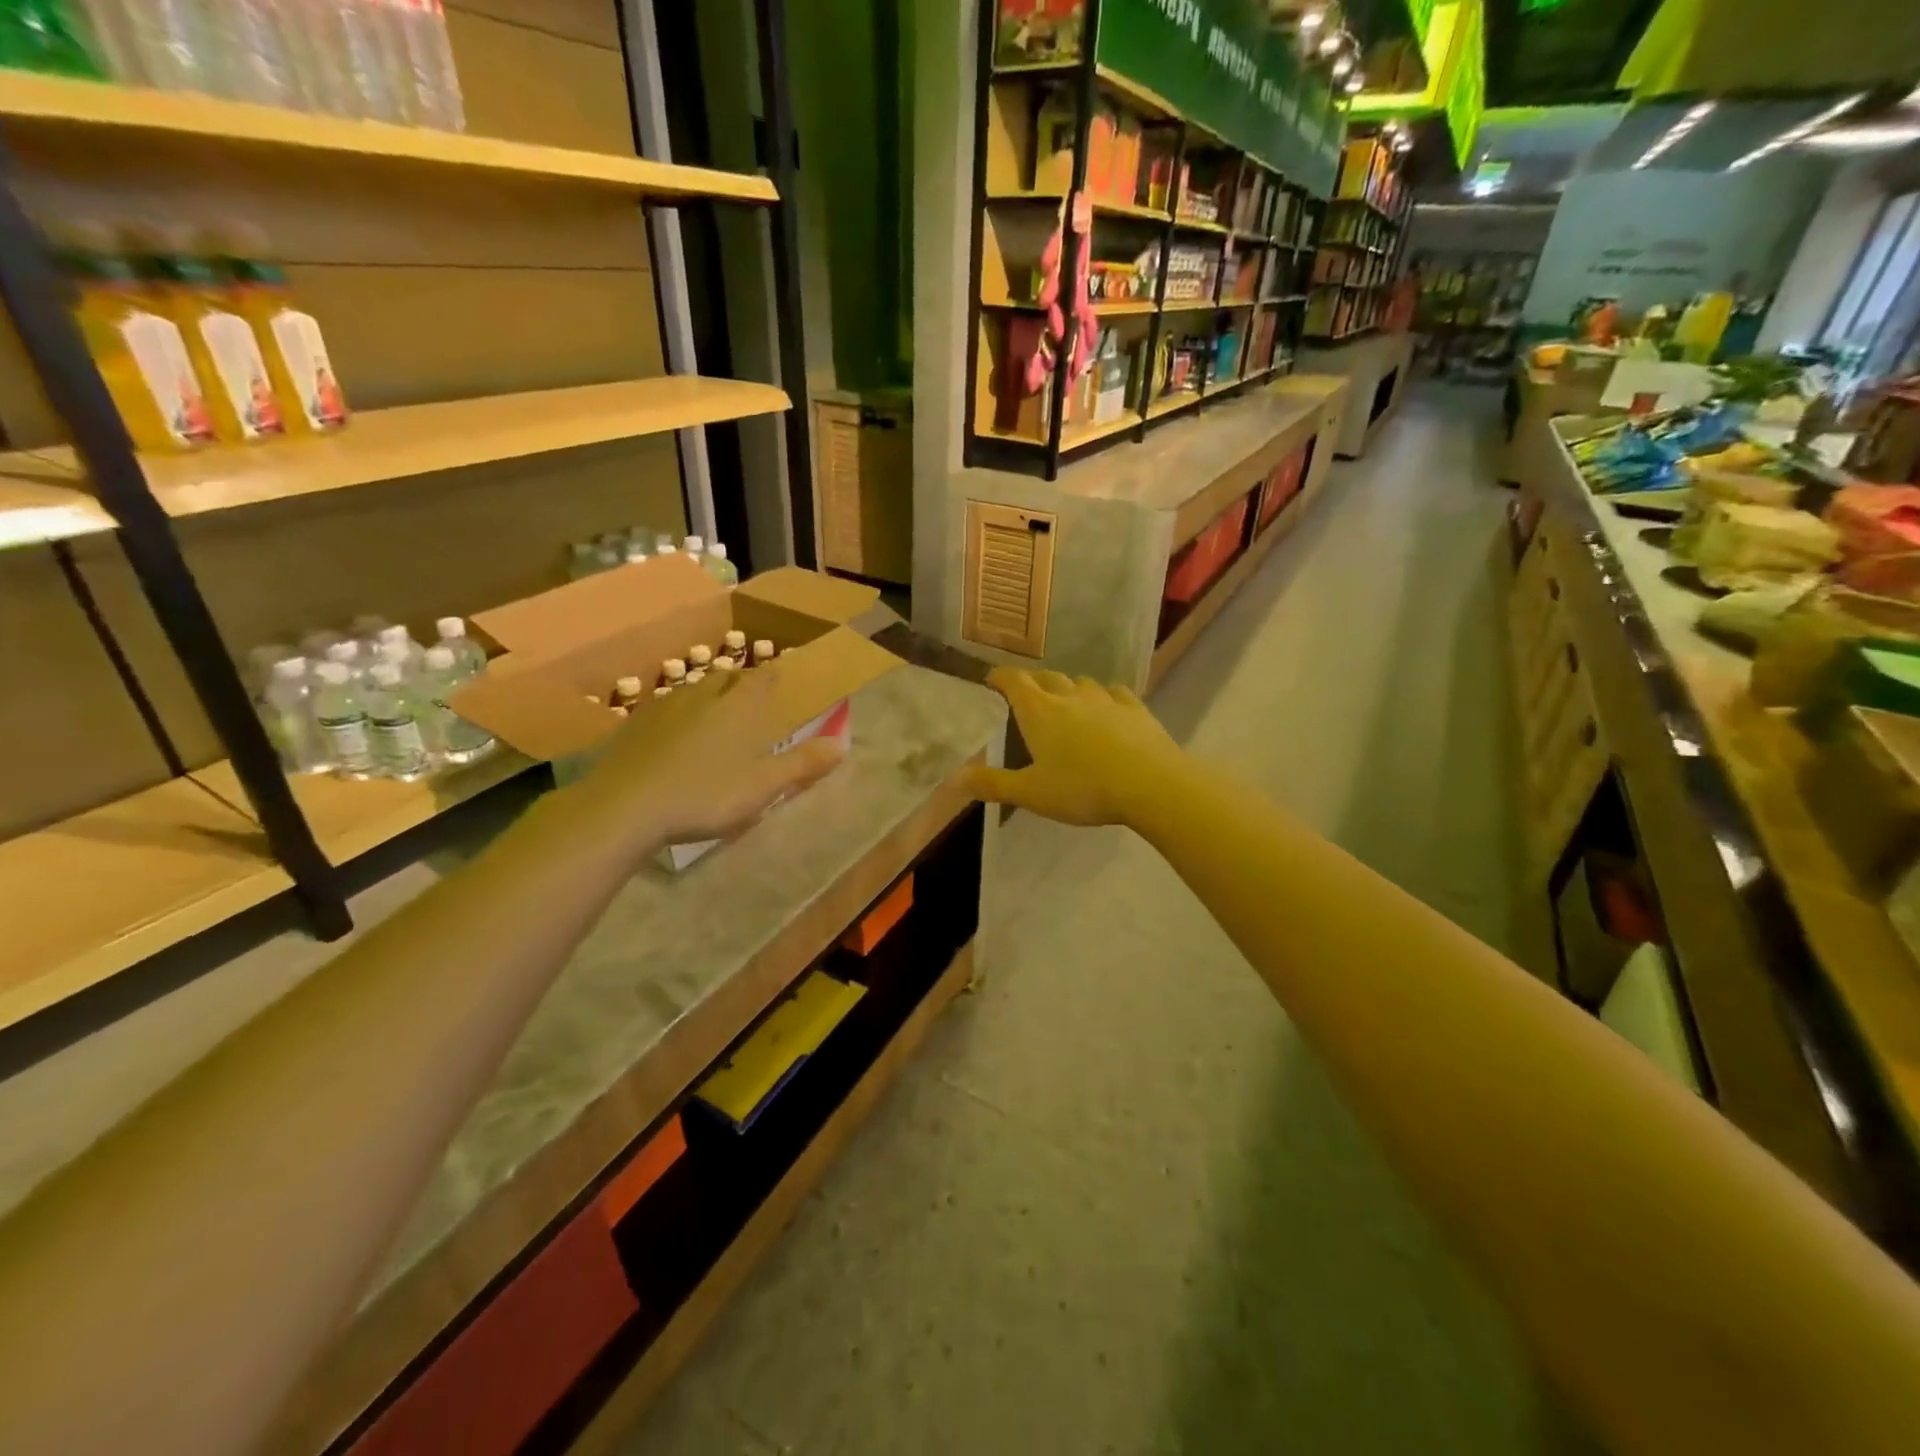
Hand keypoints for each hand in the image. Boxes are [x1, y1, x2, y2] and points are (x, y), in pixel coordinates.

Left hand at [586, 669, 845, 846]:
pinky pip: (665, 710)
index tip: (780, 678)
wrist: (625, 806)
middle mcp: (704, 696)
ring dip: (708, 697)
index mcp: (739, 706)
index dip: (774, 676)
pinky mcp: (634, 726)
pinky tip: (675, 737)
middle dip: (741, 684)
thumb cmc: (706, 794)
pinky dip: (678, 717)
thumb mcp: (764, 786)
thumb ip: (803, 764)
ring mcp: (665, 708)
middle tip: (750, 699)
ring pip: (694, 691)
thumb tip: (842, 745)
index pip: (762, 678)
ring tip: (716, 715)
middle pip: (727, 678)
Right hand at [962, 667, 1182, 826]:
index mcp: (1039, 712)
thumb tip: (953, 778)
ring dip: (1068, 688)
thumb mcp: (1031, 793)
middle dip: (1032, 682)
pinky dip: (1104, 696)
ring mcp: (1106, 699)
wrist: (1150, 783)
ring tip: (1064, 702)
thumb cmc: (1083, 788)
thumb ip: (992, 784)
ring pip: (1081, 683)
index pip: (1013, 681)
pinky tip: (1107, 707)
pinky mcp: (1135, 708)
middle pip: (1046, 677)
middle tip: (1025, 695)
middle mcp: (1070, 696)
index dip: (999, 677)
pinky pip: (1114, 693)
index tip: (990, 680)